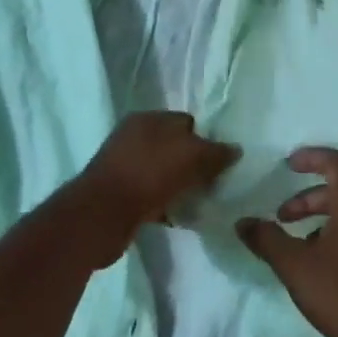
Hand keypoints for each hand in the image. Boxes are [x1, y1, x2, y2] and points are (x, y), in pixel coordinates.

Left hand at [65, 112, 238, 264]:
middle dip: (194, 165)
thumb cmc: (148, 175)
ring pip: (163, 173)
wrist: (102, 216)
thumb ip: (216, 153)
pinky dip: (165, 204)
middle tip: (212, 184)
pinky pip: (151, 195)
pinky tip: (178, 217)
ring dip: (180, 186)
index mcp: (148, 119)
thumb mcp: (191, 157)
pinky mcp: (119, 194)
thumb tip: (236, 150)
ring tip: (199, 202)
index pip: (186, 122)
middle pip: (174, 148)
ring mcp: (123, 166)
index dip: (206, 140)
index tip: (221, 162)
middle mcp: (133, 137)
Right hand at [237, 148, 337, 336]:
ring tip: (297, 248)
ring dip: (320, 223)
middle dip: (307, 201)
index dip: (312, 157)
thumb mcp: (295, 266)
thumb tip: (243, 222)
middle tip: (282, 219)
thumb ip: (267, 239)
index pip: (337, 164)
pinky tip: (322, 270)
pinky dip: (337, 239)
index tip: (289, 164)